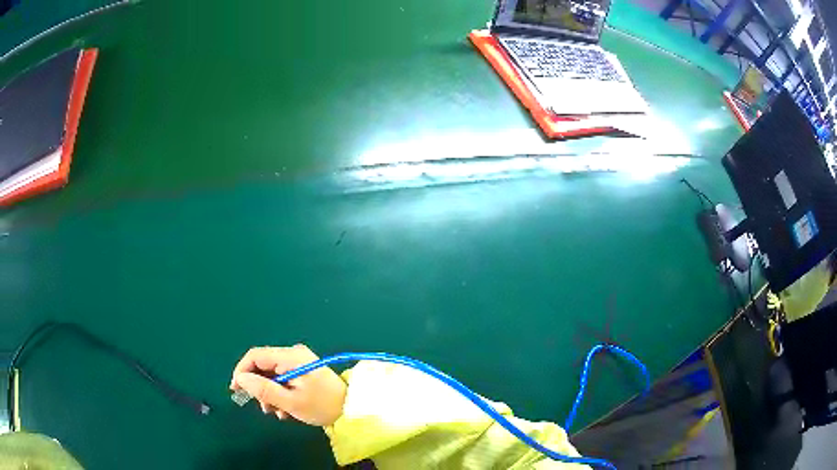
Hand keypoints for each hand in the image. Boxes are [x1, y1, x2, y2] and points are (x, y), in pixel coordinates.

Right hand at [230, 345, 346, 425]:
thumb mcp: (290, 401)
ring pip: (272, 375)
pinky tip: (286, 410)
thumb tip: (240, 378)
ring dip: (270, 395)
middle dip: (259, 388)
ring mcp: (299, 362)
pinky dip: (280, 394)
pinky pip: (283, 379)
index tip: (236, 389)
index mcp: (290, 356)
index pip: (255, 355)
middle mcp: (293, 354)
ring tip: (278, 413)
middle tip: (264, 408)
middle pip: (263, 366)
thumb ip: (263, 389)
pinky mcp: (303, 371)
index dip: (242, 371)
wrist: (352, 409)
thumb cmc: (322, 406)